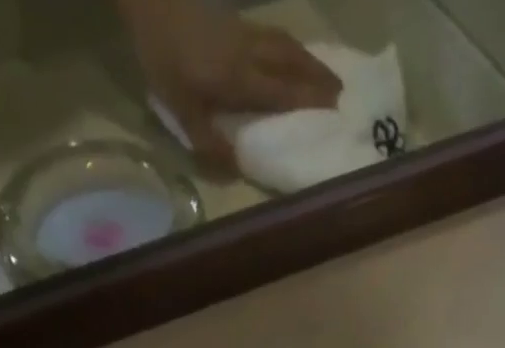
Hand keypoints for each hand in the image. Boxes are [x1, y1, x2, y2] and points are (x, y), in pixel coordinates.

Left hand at [119, 0, 341, 164]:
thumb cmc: (163, 58)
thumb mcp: (180, 109)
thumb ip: (208, 141)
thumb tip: (235, 169)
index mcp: (239, 79)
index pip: (282, 93)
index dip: (308, 102)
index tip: (334, 112)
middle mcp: (249, 54)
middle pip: (292, 63)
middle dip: (318, 78)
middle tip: (341, 93)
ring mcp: (244, 33)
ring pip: (285, 45)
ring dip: (309, 60)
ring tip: (325, 74)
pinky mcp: (235, 22)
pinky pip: (274, 35)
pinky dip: (291, 47)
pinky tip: (293, 54)